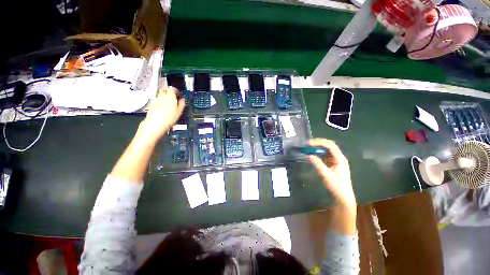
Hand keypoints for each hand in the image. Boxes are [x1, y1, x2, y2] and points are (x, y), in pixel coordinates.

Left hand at [139, 87, 185, 141]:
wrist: (154, 125)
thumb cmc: (169, 118)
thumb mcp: (179, 111)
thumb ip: (182, 104)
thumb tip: (182, 99)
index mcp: (169, 97)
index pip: (172, 88)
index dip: (176, 91)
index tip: (179, 95)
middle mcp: (161, 96)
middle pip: (165, 90)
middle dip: (170, 93)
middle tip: (175, 99)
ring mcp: (155, 100)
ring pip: (161, 95)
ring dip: (165, 98)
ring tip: (170, 105)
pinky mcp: (152, 105)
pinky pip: (158, 101)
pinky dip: (161, 102)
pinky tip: (164, 110)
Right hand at [308, 139, 355, 209]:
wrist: (343, 196)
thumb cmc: (336, 186)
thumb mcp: (326, 175)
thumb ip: (318, 164)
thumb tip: (309, 155)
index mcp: (340, 159)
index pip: (330, 145)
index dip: (320, 142)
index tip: (309, 144)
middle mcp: (339, 157)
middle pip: (329, 146)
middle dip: (319, 143)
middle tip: (308, 144)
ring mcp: (337, 160)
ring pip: (327, 150)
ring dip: (318, 147)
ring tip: (309, 147)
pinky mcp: (333, 164)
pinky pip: (326, 155)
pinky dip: (319, 153)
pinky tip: (313, 154)